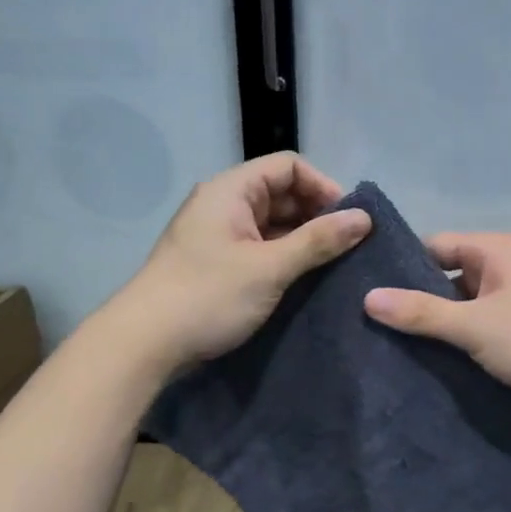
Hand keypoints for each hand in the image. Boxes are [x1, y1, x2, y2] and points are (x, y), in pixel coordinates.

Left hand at [108, 154, 370, 374]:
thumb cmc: (208, 296)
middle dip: (317, 215)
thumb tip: (365, 217)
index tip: (349, 220)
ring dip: (303, 240)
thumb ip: (318, 240)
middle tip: (348, 246)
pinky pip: (261, 248)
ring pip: (272, 224)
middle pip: (281, 193)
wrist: (145, 345)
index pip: (288, 166)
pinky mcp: (217, 264)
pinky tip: (306, 279)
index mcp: (230, 190)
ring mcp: (218, 236)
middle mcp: (223, 204)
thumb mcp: (270, 267)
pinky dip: (285, 258)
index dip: (323, 186)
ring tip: (334, 265)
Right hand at [363, 233, 510, 423]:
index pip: (432, 247)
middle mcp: (505, 270)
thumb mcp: (475, 325)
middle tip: (369, 330)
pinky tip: (432, 372)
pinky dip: (463, 350)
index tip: (362, 294)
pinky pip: (484, 336)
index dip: (399, 269)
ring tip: (391, 354)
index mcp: (493, 251)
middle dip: (416, 305)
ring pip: (465, 313)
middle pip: (447, 280)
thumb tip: (369, 298)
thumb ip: (422, 313)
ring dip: (440, 333)